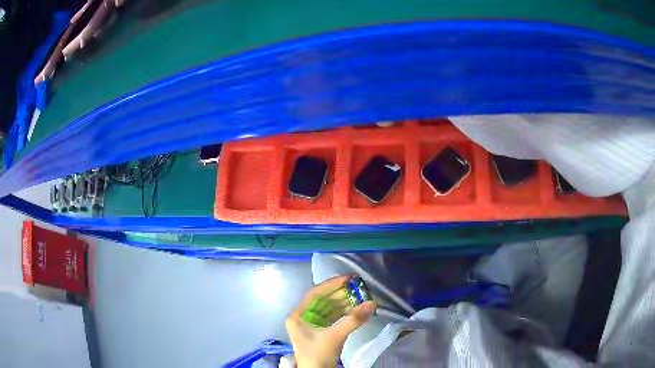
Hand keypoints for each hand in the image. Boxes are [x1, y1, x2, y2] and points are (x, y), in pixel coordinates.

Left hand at [286, 275, 375, 367]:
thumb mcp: (334, 337)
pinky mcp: (320, 331)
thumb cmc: (318, 355)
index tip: (349, 278)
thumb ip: (353, 320)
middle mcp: (303, 317)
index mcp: (298, 315)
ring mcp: (312, 324)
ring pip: (330, 308)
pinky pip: (333, 317)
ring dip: (345, 303)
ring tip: (361, 296)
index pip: (315, 294)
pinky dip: (345, 313)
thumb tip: (372, 303)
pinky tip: (357, 309)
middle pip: (323, 300)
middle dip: (341, 294)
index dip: (332, 284)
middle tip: (359, 286)